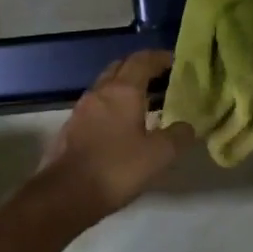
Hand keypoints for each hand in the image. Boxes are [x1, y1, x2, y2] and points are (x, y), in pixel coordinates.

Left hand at [38, 51, 194, 222]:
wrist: (66, 194)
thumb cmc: (116, 169)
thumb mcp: (159, 155)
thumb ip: (178, 136)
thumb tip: (187, 126)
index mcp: (122, 91)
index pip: (142, 60)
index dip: (160, 57)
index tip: (175, 61)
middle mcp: (99, 92)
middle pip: (120, 68)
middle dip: (140, 68)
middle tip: (161, 79)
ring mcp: (81, 110)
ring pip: (106, 87)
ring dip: (124, 88)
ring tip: (145, 103)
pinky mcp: (71, 128)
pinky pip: (96, 107)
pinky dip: (112, 107)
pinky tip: (122, 126)